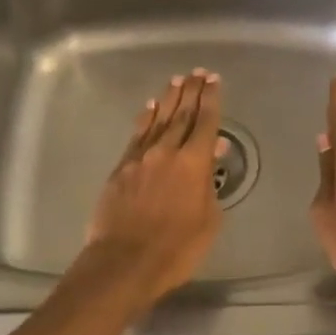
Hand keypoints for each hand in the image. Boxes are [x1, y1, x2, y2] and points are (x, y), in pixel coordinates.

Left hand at [80, 68, 224, 305]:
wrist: (124, 262)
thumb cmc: (176, 248)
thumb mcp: (208, 220)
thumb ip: (210, 183)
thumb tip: (212, 151)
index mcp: (193, 163)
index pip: (206, 122)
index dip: (212, 99)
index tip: (214, 80)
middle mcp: (167, 151)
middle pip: (182, 114)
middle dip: (192, 91)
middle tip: (198, 72)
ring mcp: (141, 157)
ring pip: (158, 119)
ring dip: (168, 98)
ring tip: (177, 81)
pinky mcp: (121, 168)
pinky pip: (136, 135)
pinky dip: (145, 118)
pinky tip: (150, 107)